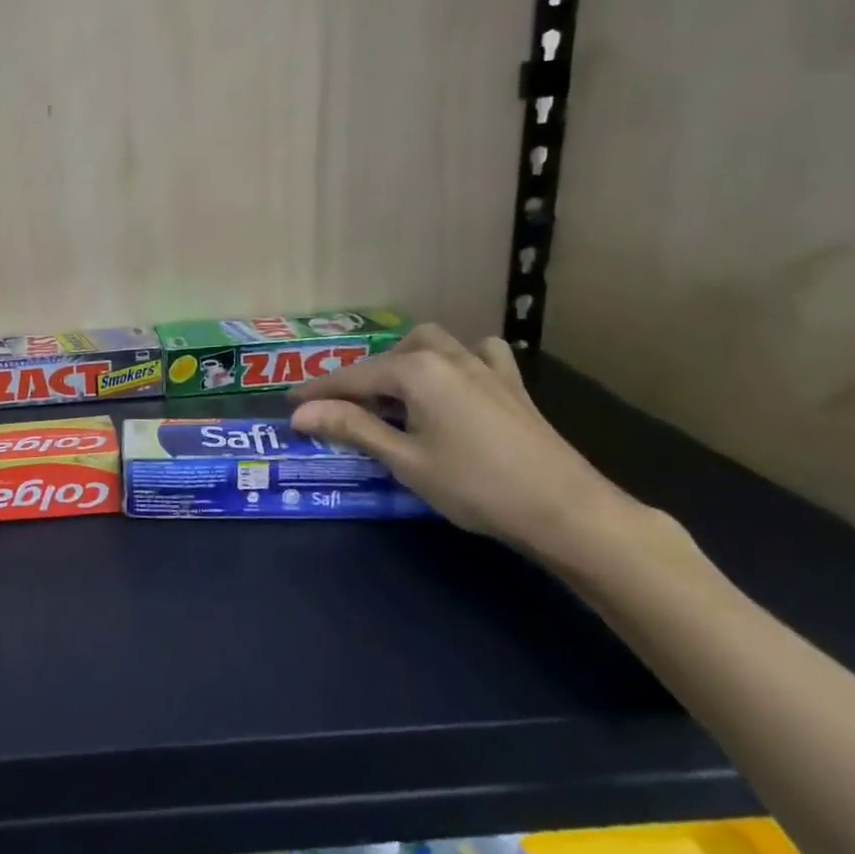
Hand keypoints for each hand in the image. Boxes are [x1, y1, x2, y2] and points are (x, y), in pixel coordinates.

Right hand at [289, 325, 685, 569]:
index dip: (317, 392)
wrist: (564, 509)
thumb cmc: (475, 486)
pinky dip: (458, 359)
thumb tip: (301, 414)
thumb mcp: (404, 459)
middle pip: (389, 357)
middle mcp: (446, 356)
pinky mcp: (510, 383)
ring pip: (431, 344)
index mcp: (416, 371)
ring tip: (393, 394)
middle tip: (343, 411)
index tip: (289, 405)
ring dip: (404, 360)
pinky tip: (456, 380)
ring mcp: (483, 366)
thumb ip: (352, 428)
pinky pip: (478, 353)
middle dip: (361, 378)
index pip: (352, 378)